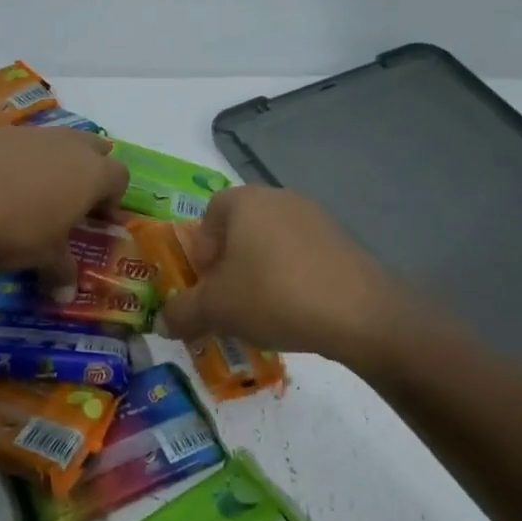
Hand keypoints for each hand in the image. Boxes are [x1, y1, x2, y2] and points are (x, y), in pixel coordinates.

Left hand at [0, 127, 128, 284]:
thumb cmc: (17, 229)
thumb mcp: (44, 258)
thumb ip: (61, 272)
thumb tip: (66, 295)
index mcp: (92, 173)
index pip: (119, 178)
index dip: (112, 199)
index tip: (96, 221)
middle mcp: (69, 145)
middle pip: (94, 148)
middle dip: (89, 171)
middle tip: (72, 201)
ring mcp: (32, 134)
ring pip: (56, 142)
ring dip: (53, 163)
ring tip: (33, 194)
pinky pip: (21, 144)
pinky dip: (19, 161)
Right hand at [158, 186, 460, 373]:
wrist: (359, 314)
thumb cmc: (272, 296)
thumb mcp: (215, 309)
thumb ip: (182, 313)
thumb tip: (162, 322)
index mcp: (244, 200)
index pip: (208, 215)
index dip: (201, 252)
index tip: (206, 285)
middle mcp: (279, 198)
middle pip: (240, 230)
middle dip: (229, 266)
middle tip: (230, 301)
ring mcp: (316, 217)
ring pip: (271, 245)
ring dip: (260, 274)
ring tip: (263, 312)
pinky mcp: (343, 242)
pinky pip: (302, 257)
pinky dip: (291, 279)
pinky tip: (296, 312)